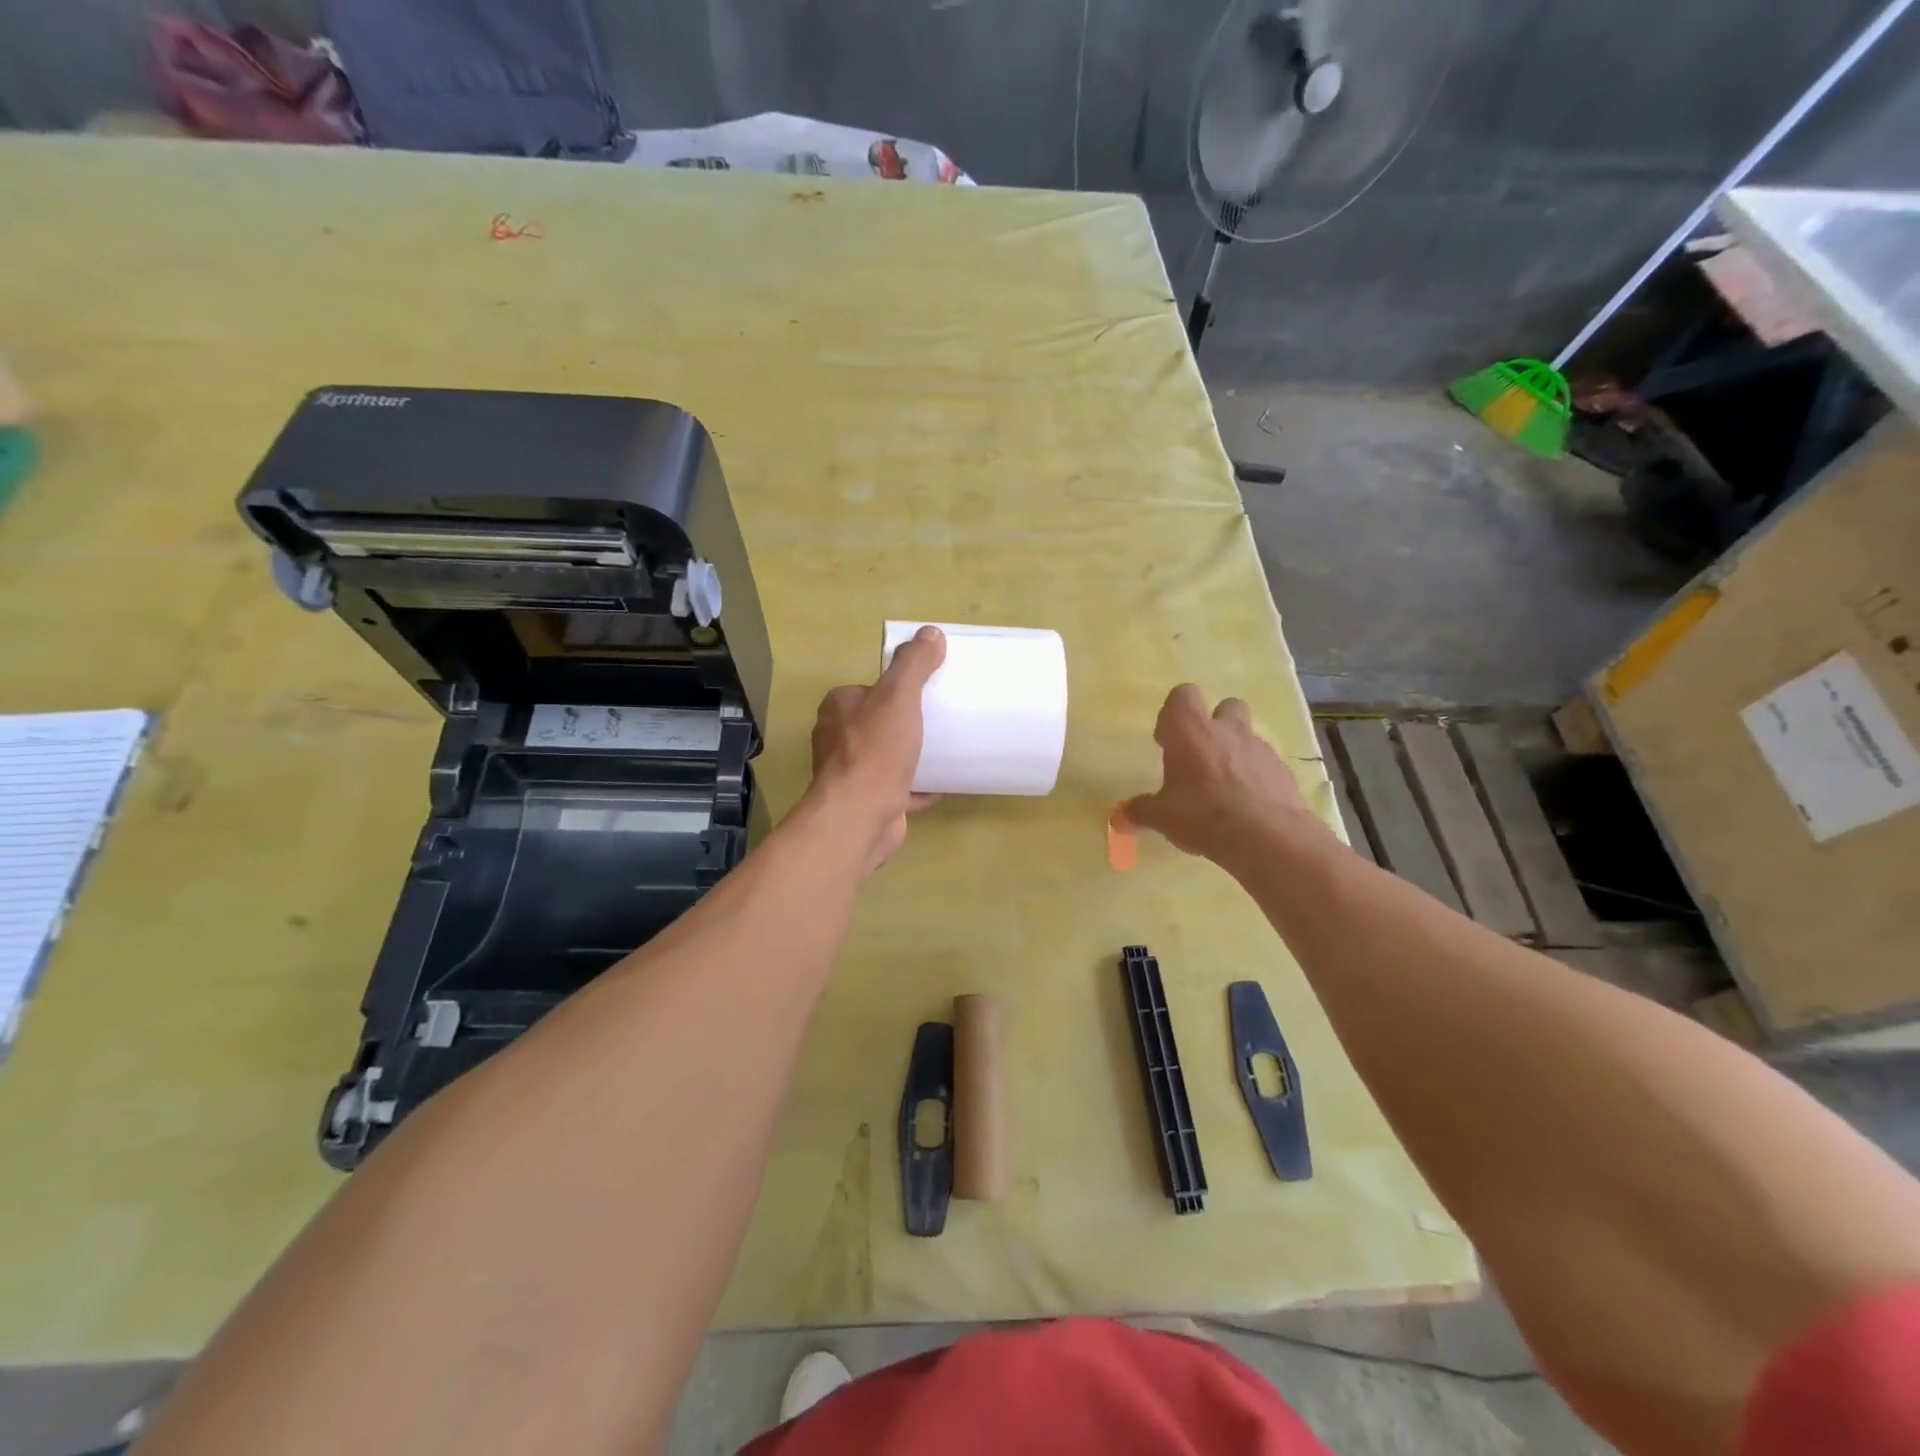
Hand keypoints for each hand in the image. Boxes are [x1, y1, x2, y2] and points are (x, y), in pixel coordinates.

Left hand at [808, 626, 945, 869]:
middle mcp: (837, 739)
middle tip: (939, 721)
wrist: (860, 815)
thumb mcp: (898, 696)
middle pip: (878, 723)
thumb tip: (930, 632)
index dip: (895, 690)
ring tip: (943, 751)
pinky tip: (940, 786)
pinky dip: (916, 788)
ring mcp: (850, 774)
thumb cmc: (876, 750)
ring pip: (885, 757)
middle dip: (904, 724)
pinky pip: (896, 789)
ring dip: (910, 756)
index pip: (869, 689)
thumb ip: (913, 664)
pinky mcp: (866, 802)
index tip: (925, 693)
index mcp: (838, 708)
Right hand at [1119, 684, 1327, 868]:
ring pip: (1247, 734)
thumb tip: (1120, 818)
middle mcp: (1226, 729)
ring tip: (1225, 784)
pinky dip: (1255, 774)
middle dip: (1213, 724)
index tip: (1166, 742)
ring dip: (1235, 750)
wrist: (1268, 837)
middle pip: (1224, 705)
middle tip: (1200, 756)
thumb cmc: (1203, 815)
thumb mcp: (1162, 817)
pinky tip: (1247, 803)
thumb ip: (1140, 812)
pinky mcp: (1282, 769)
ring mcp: (1258, 747)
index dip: (1173, 714)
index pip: (1182, 695)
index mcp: (1190, 731)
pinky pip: (1264, 762)